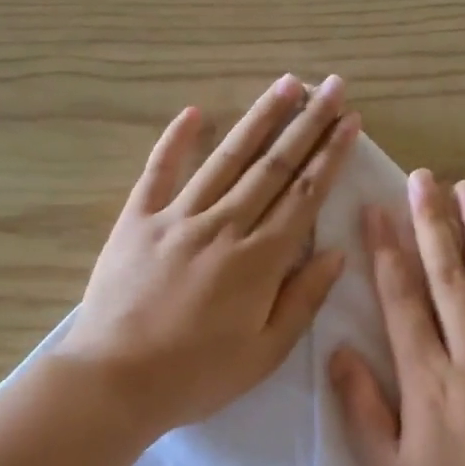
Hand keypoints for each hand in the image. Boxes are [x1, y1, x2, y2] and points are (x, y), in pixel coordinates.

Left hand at [58, 74, 360, 435]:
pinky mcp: (137, 221)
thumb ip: (303, 299)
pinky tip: (195, 113)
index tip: (349, 121)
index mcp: (259, 260)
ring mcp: (177, 218)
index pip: (304, 195)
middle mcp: (223, 226)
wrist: (115, 381)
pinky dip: (176, 140)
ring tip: (285, 85)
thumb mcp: (265, 352)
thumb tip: (336, 253)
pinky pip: (159, 171)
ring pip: (226, 159)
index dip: (330, 155)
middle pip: (272, 166)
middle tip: (330, 86)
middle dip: (306, 123)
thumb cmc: (197, 375)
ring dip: (258, 119)